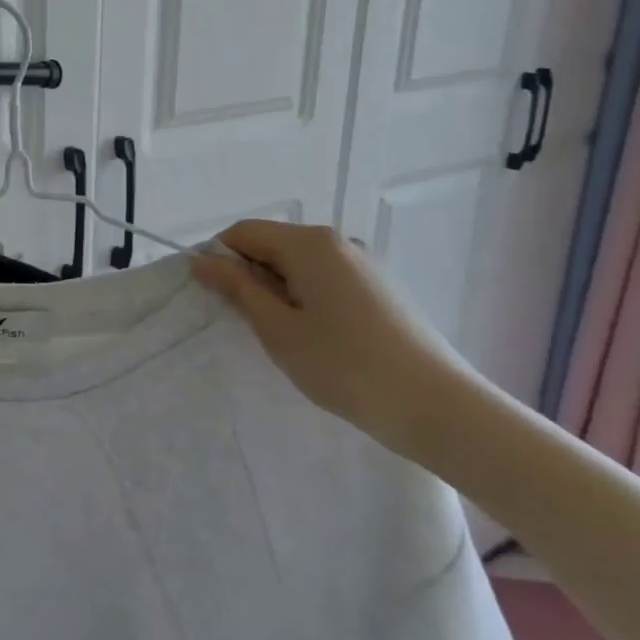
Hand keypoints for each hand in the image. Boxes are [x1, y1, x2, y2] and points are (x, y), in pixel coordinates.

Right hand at [190, 220, 485, 461]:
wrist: (438, 407)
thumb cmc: (345, 366)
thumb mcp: (278, 329)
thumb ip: (237, 289)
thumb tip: (201, 260)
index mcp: (309, 243)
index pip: (243, 232)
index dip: (219, 259)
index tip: (214, 299)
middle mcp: (338, 241)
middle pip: (273, 245)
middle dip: (251, 278)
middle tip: (250, 326)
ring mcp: (365, 264)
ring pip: (300, 266)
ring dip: (280, 292)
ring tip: (288, 339)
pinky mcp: (382, 288)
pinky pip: (327, 280)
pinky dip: (308, 300)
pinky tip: (321, 341)